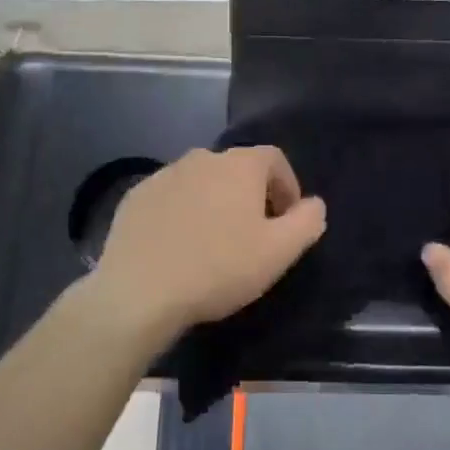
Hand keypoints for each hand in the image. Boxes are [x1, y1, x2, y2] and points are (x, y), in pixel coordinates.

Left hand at [92, 147, 326, 338]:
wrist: (140, 291)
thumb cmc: (219, 268)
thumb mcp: (279, 252)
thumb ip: (307, 221)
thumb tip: (314, 204)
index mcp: (239, 165)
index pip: (274, 159)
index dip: (287, 186)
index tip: (286, 220)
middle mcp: (201, 157)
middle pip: (237, 169)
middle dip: (250, 195)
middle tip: (252, 235)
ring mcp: (163, 175)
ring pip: (201, 182)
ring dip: (214, 203)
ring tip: (213, 242)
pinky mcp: (135, 197)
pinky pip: (170, 197)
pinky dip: (181, 213)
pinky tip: (178, 246)